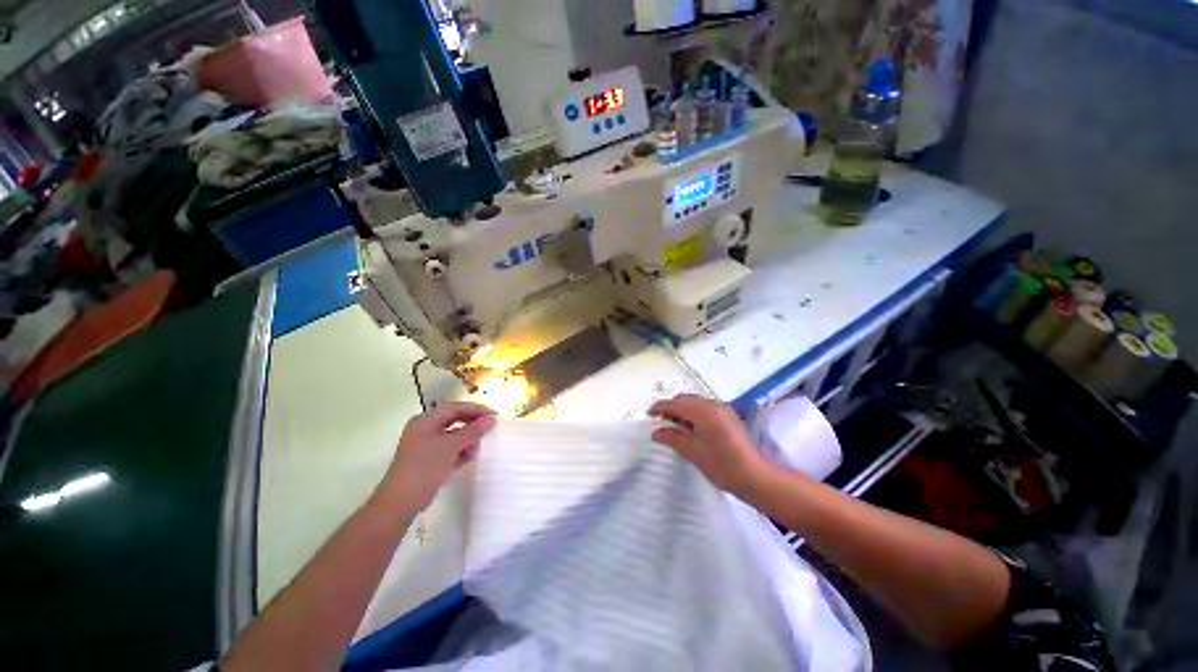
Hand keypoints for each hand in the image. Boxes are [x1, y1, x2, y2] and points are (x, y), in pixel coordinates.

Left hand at [382, 402, 496, 509]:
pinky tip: (470, 457)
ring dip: (468, 440)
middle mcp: (425, 429)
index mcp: (426, 420)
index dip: (476, 409)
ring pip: (453, 436)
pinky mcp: (429, 460)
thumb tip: (490, 419)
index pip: (455, 408)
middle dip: (472, 425)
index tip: (494, 415)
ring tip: (477, 449)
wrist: (401, 501)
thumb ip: (472, 430)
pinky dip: (460, 451)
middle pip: (454, 420)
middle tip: (489, 429)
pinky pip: (449, 449)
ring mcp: (426, 445)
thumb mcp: (451, 445)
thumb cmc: (425, 466)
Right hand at [649, 394, 771, 498]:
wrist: (755, 476)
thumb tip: (655, 432)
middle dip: (671, 408)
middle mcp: (712, 404)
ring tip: (674, 426)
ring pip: (695, 403)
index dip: (659, 407)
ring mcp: (723, 409)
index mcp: (702, 410)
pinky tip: (691, 428)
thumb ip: (672, 437)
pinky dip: (694, 413)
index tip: (648, 415)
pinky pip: (705, 408)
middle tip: (661, 423)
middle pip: (685, 399)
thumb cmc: (721, 464)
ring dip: (682, 410)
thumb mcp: (692, 451)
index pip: (675, 403)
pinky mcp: (729, 416)